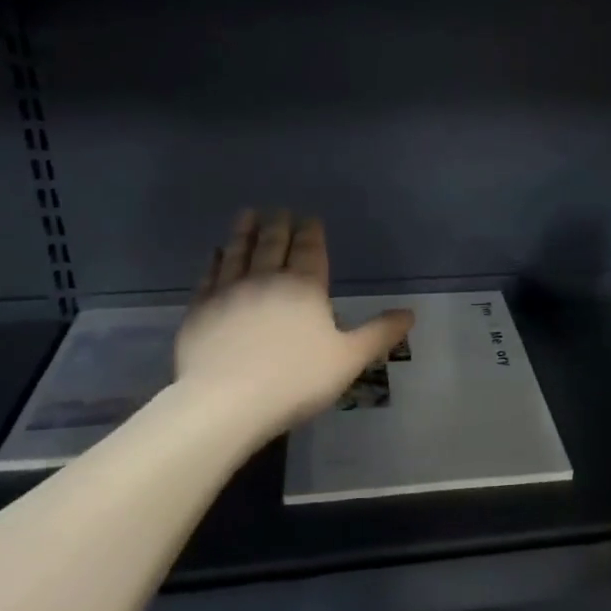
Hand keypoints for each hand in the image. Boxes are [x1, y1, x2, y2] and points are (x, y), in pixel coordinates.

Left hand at [175, 210, 413, 442]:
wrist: (225, 401)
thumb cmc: (295, 380)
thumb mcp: (349, 359)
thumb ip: (379, 334)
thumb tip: (410, 314)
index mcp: (304, 287)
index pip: (309, 250)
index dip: (311, 232)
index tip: (310, 218)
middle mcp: (266, 279)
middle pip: (273, 244)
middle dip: (279, 225)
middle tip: (278, 210)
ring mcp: (229, 291)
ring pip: (239, 252)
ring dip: (245, 232)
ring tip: (248, 215)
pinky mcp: (200, 309)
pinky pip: (209, 275)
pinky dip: (214, 260)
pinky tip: (215, 253)